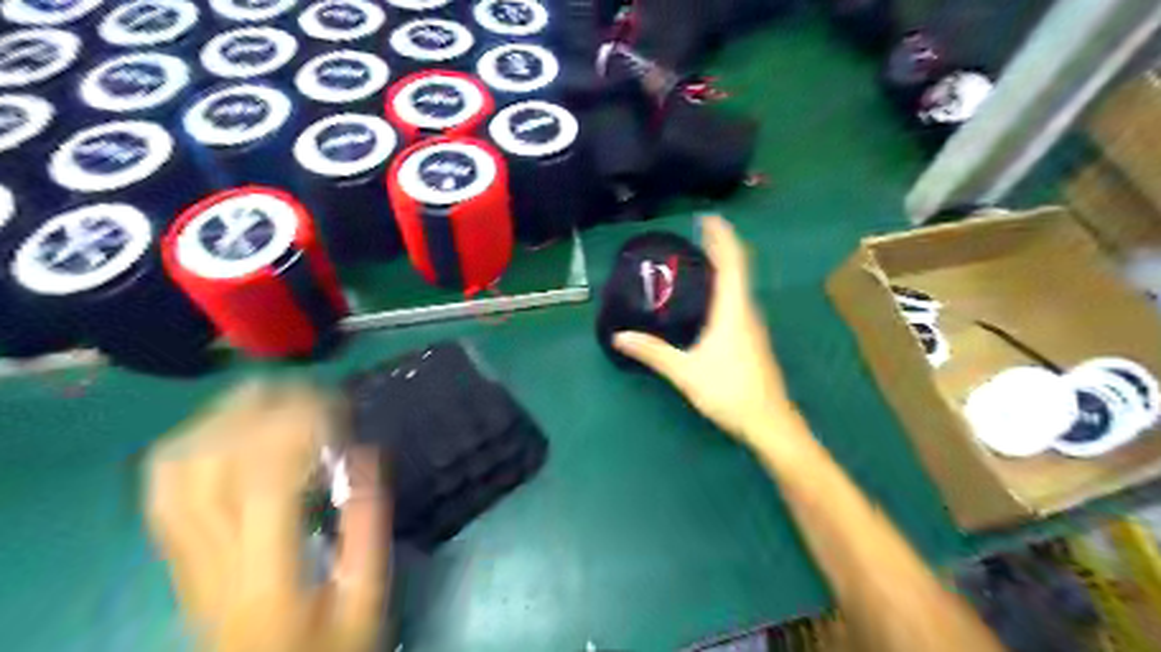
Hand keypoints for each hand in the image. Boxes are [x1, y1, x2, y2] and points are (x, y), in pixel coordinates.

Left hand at [145, 382, 385, 651]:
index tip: (332, 402)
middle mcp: (214, 561)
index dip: (295, 427)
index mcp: (267, 575)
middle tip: (299, 385)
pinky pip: (161, 492)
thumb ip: (368, 525)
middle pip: (210, 467)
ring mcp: (184, 558)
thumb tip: (365, 452)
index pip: (264, 479)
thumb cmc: (325, 647)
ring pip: (176, 473)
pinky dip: (185, 448)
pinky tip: (215, 429)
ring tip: (260, 394)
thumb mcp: (365, 598)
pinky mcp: (176, 555)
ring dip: (217, 421)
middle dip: (254, 411)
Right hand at [612, 216, 793, 444]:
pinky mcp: (753, 338)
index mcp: (733, 310)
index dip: (722, 237)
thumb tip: (619, 336)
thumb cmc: (730, 392)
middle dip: (721, 246)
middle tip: (697, 233)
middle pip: (738, 268)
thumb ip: (653, 352)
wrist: (769, 423)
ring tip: (701, 257)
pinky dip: (726, 285)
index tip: (709, 217)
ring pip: (740, 285)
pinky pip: (739, 300)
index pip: (732, 262)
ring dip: (725, 266)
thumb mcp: (685, 372)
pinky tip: (711, 297)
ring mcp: (753, 325)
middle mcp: (747, 311)